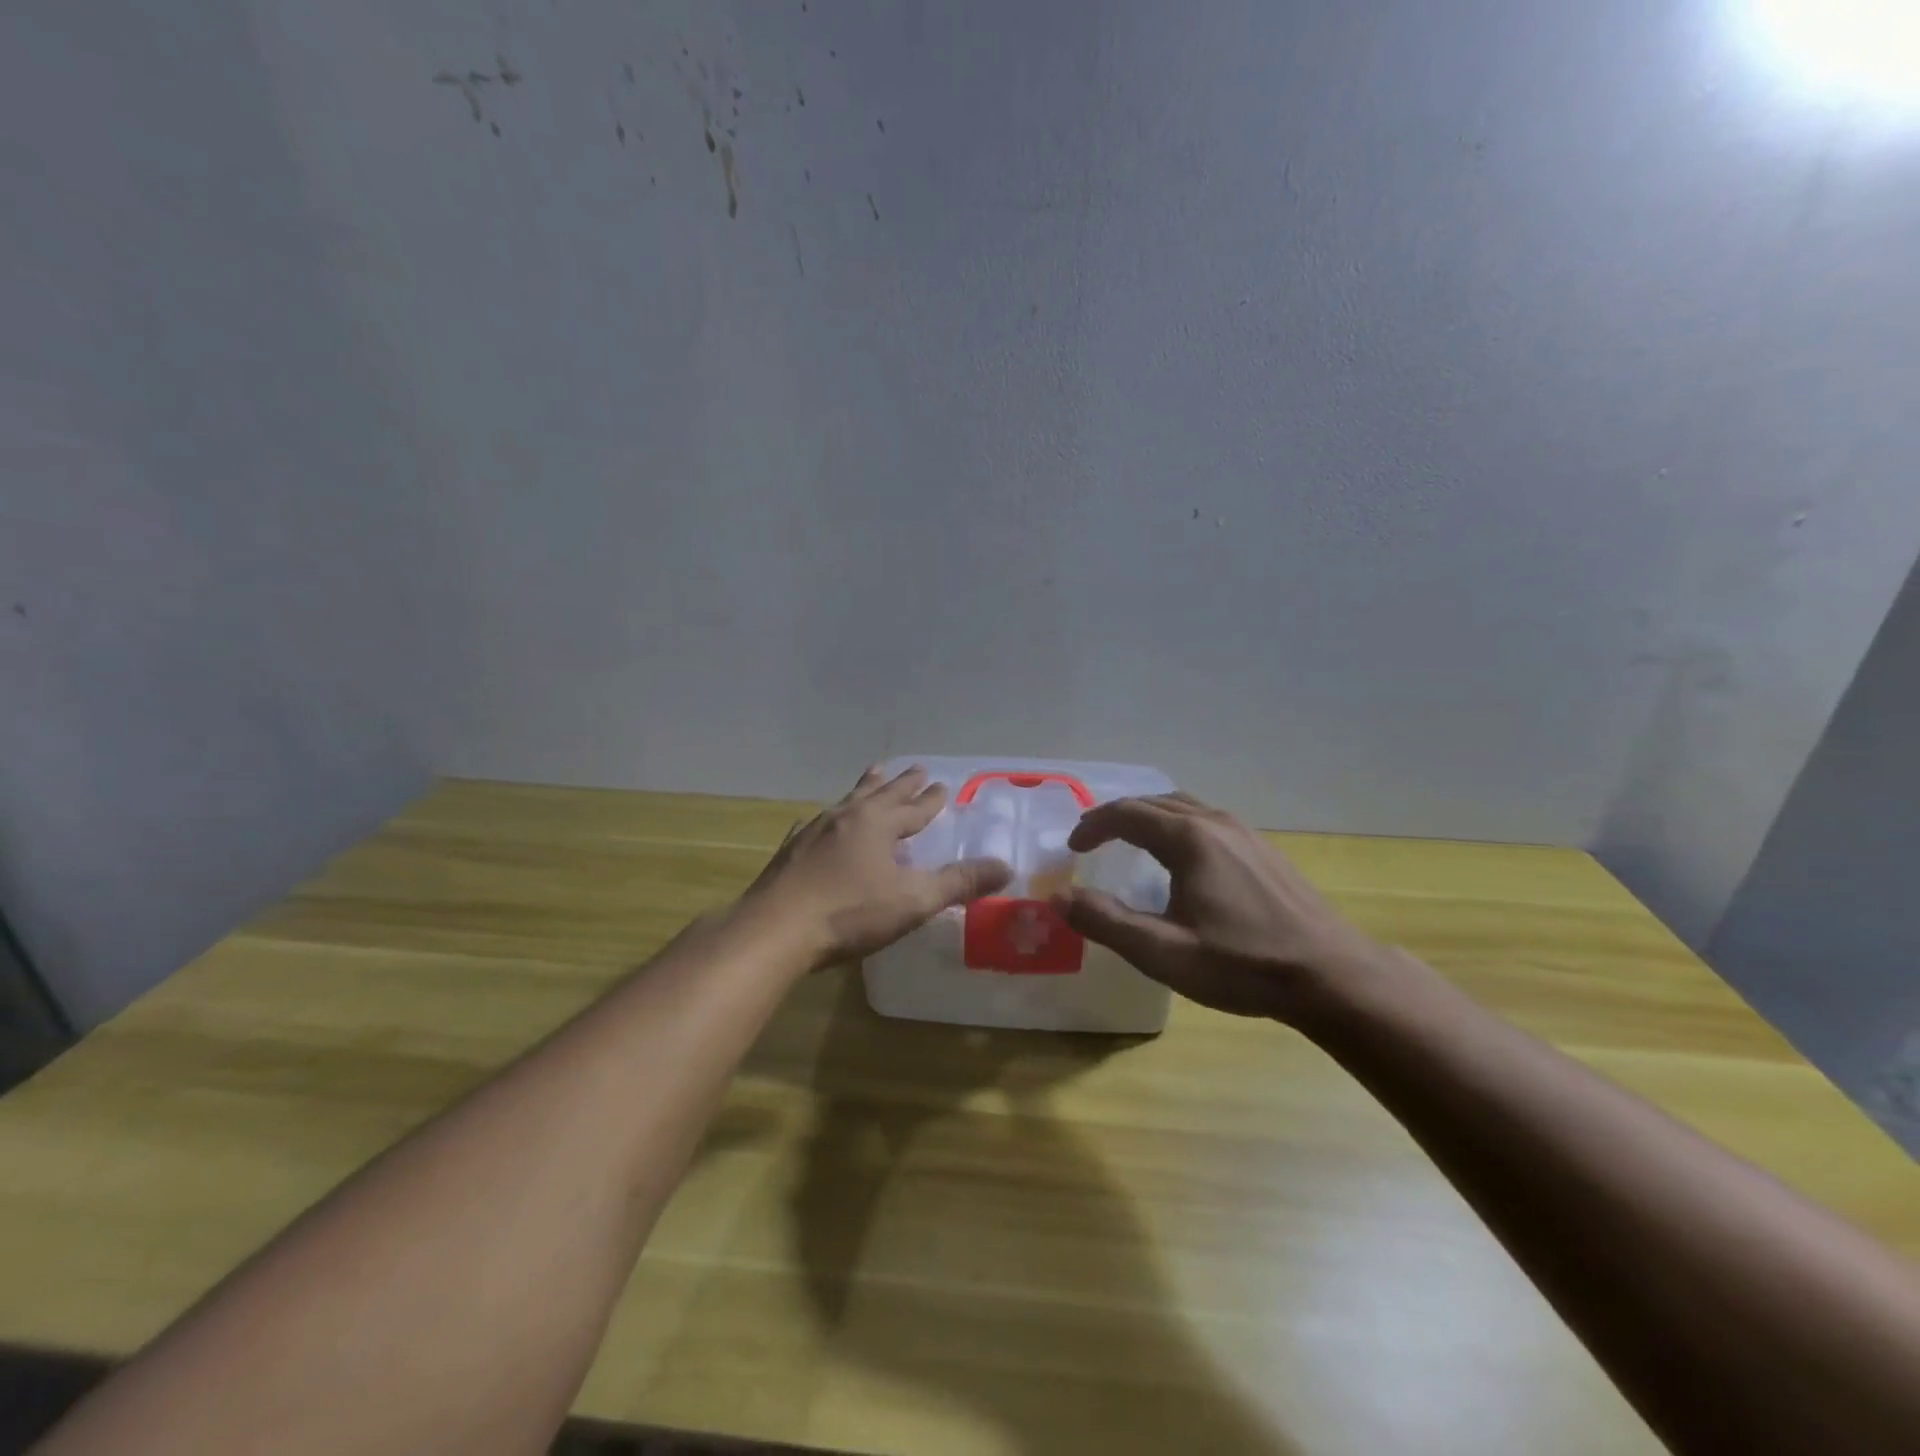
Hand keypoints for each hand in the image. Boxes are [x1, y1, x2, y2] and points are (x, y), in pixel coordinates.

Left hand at [744, 765, 1011, 969]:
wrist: (775, 929)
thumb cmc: (849, 913)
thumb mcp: (913, 901)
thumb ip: (959, 883)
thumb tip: (1006, 867)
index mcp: (878, 824)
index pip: (913, 807)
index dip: (930, 799)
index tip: (942, 785)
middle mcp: (847, 817)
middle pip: (880, 793)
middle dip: (901, 783)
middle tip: (915, 768)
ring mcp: (814, 831)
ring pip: (847, 801)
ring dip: (865, 788)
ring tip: (873, 774)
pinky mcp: (790, 850)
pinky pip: (815, 824)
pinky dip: (828, 818)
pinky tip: (818, 821)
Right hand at [1059, 792, 1388, 1022]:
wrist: (1332, 975)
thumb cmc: (1243, 965)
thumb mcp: (1164, 952)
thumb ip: (1106, 922)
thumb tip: (1058, 898)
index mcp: (1189, 838)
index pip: (1126, 813)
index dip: (1093, 826)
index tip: (1072, 848)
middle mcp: (1216, 822)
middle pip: (1154, 802)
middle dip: (1117, 816)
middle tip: (1092, 840)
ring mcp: (1245, 832)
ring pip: (1184, 807)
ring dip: (1148, 817)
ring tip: (1129, 841)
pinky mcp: (1264, 849)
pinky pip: (1207, 820)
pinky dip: (1177, 825)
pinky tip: (1181, 858)